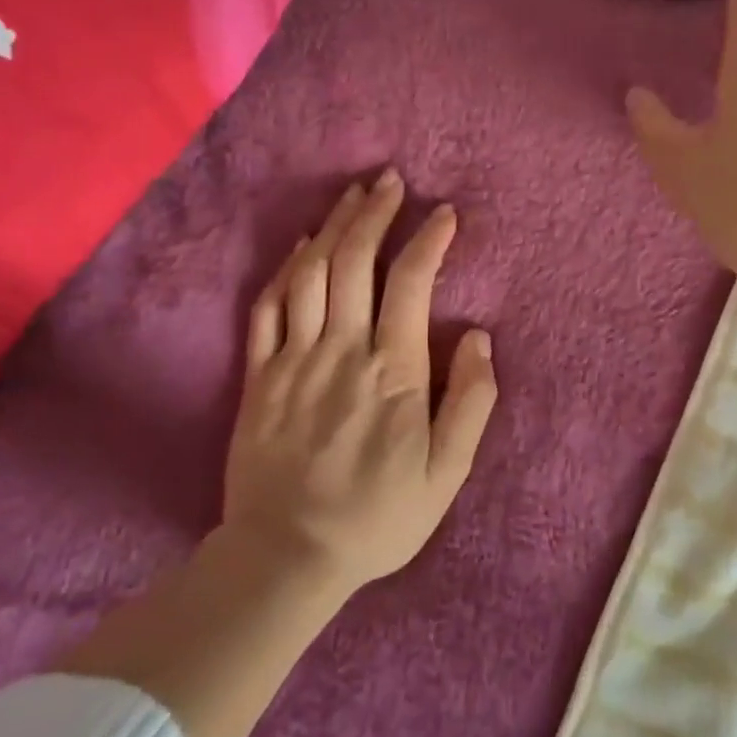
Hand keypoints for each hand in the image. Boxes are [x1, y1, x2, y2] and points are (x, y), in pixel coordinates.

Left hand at [222, 171, 497, 594]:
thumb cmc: (378, 516)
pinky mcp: (259, 375)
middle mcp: (342, 350)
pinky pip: (268, 307)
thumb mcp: (448, 473)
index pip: (410, 283)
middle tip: (389, 180)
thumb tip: (478, 338)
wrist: (287, 556)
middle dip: (374, 213)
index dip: (429, 240)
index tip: (444, 215)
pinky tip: (301, 245)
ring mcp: (294, 359)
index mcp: (393, 371)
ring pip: (311, 273)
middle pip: (354, 261)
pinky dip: (286, 268)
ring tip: (353, 196)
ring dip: (333, 226)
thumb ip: (471, 401)